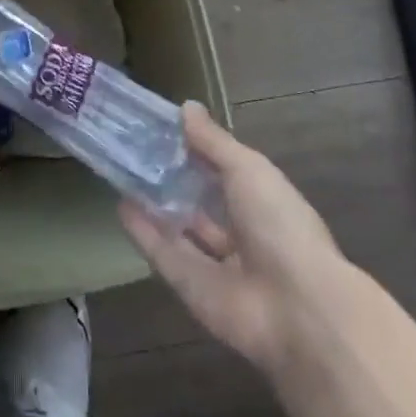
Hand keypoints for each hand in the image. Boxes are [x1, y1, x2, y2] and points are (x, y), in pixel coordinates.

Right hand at [120, 102, 347, 377]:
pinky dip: (143, 232)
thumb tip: (186, 107)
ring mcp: (216, 263)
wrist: (295, 309)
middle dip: (173, 177)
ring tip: (123, 171)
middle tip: (134, 147)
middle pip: (201, 201)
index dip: (197, 149)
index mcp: (262, 202)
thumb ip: (213, 142)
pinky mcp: (191, 287)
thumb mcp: (248, 169)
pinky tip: (120, 205)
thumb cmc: (279, 225)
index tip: (162, 125)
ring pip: (180, 228)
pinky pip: (163, 254)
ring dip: (155, 204)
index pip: (224, 170)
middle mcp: (241, 232)